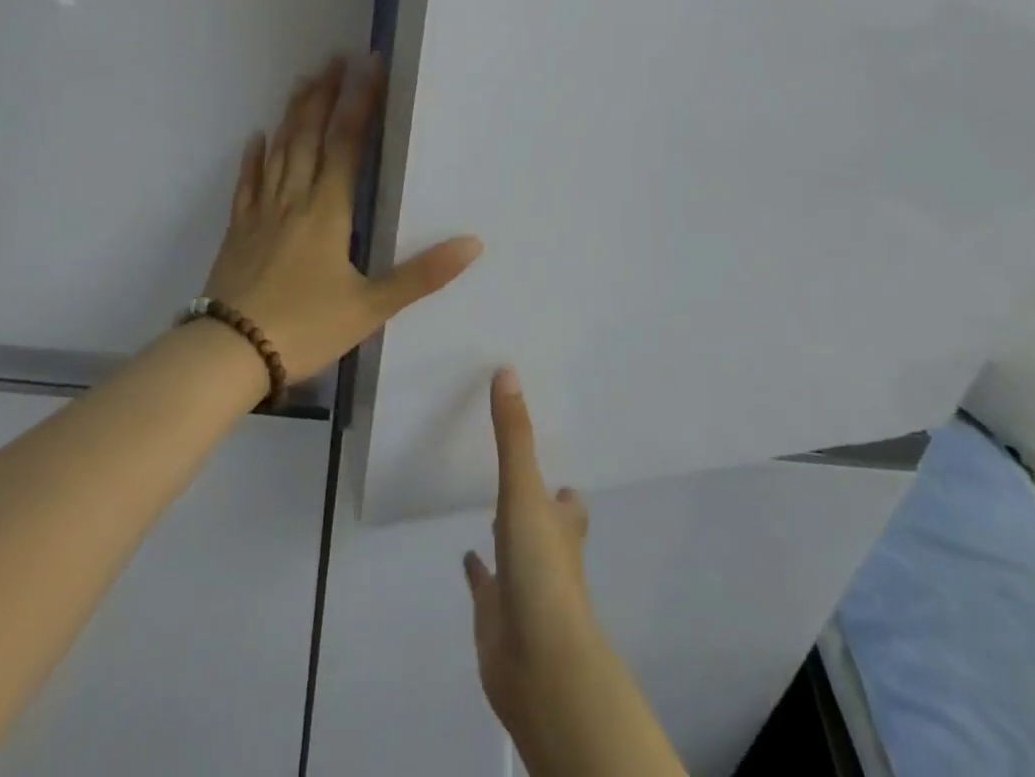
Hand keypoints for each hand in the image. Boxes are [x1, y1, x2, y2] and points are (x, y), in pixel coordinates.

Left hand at [201, 54, 482, 382]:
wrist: (230, 352)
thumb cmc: (305, 327)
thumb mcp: (371, 307)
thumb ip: (422, 274)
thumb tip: (473, 244)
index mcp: (328, 210)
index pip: (348, 143)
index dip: (361, 103)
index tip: (369, 67)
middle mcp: (294, 199)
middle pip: (309, 136)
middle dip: (324, 95)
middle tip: (334, 59)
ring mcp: (261, 212)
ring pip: (278, 151)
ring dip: (292, 115)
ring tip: (303, 82)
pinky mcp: (238, 230)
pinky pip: (247, 184)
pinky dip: (253, 158)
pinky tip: (255, 138)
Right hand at [463, 370, 687, 776]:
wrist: (539, 664)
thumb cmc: (541, 571)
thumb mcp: (525, 492)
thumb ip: (513, 435)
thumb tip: (507, 371)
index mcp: (561, 525)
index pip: (569, 501)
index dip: (562, 487)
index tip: (548, 459)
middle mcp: (548, 553)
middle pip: (546, 523)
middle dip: (535, 503)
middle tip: (513, 471)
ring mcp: (523, 586)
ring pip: (517, 551)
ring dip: (508, 532)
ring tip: (487, 505)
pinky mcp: (497, 615)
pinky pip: (487, 586)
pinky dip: (479, 572)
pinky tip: (466, 557)